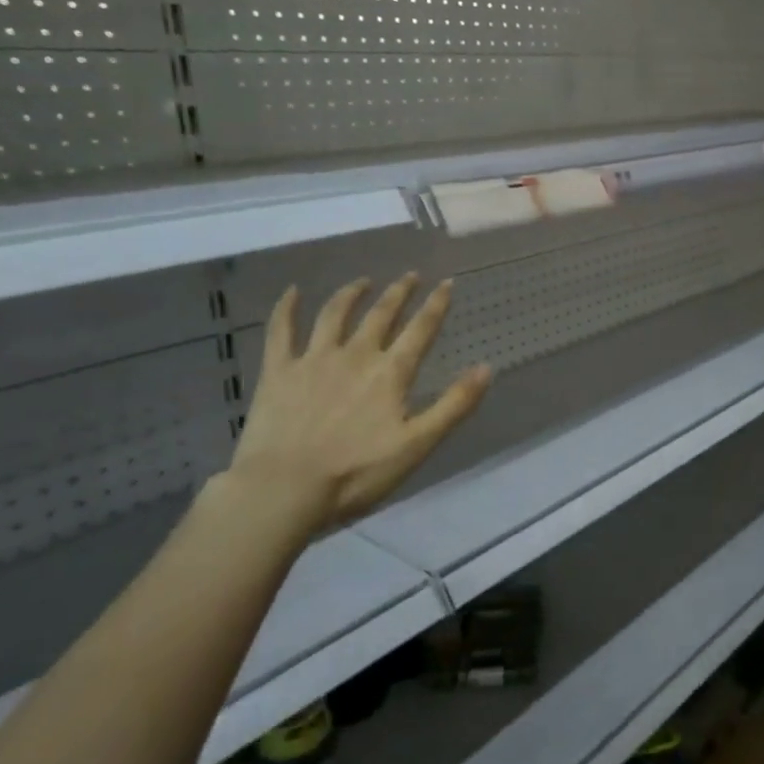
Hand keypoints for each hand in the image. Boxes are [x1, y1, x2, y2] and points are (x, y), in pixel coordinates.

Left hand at [223, 274, 489, 543]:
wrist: (285, 489)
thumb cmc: (357, 473)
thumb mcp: (418, 445)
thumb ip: (454, 405)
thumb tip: (486, 367)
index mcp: (390, 373)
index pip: (420, 330)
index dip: (436, 305)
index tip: (447, 283)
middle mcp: (355, 355)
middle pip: (381, 314)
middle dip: (399, 292)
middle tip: (410, 275)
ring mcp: (313, 359)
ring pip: (335, 314)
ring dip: (351, 293)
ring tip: (363, 281)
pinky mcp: (278, 371)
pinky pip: (281, 331)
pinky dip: (286, 308)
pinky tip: (292, 292)